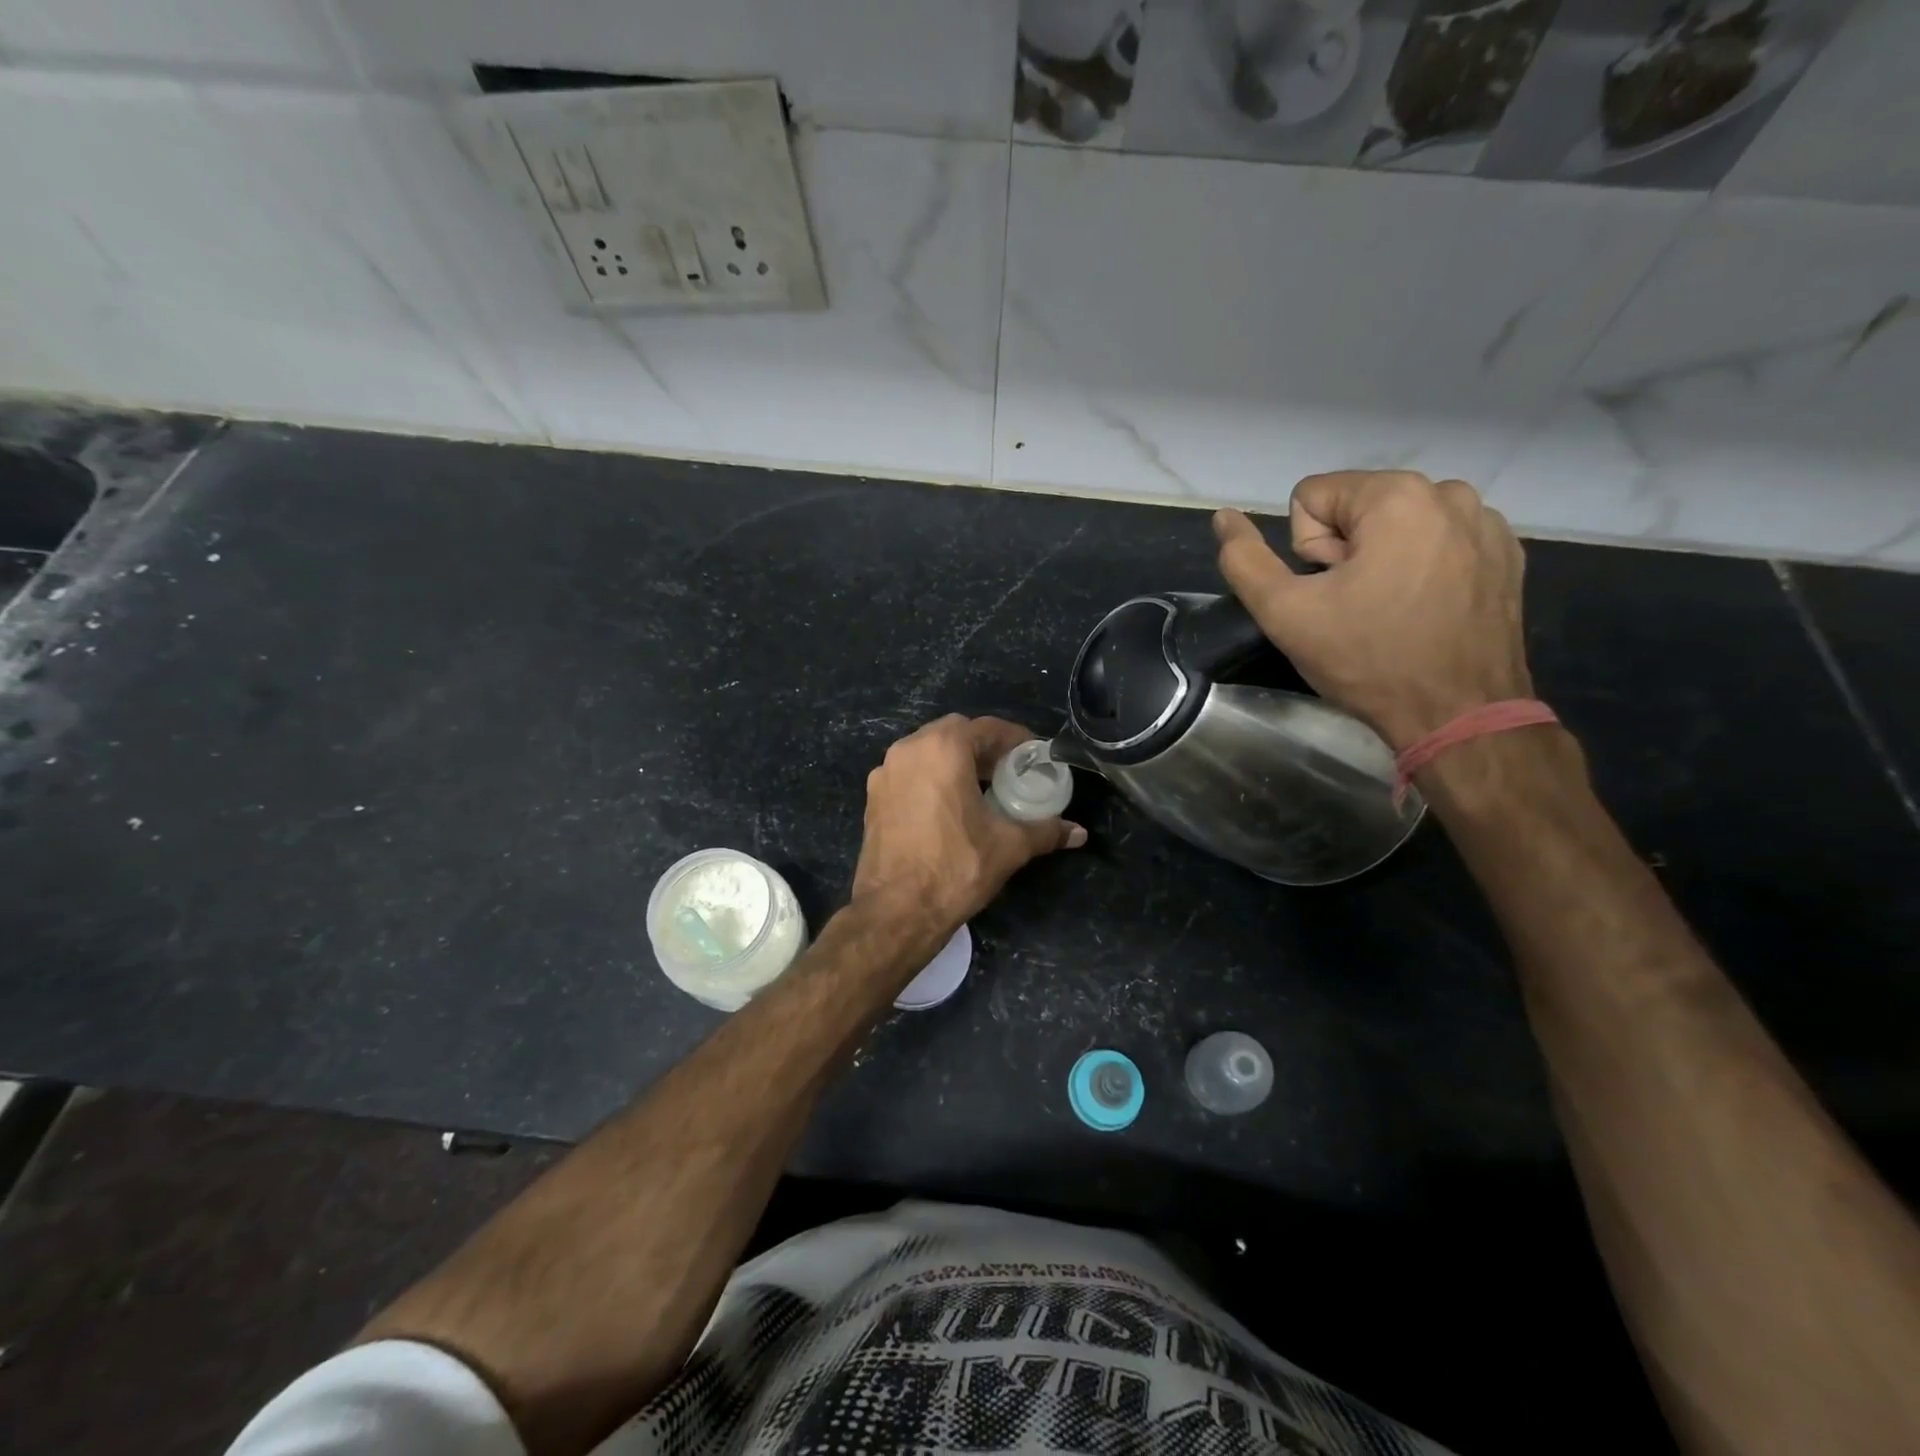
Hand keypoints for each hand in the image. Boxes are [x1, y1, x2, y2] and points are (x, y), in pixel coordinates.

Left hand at [851, 715, 1085, 952]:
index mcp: (942, 749)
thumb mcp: (1008, 846)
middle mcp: (908, 750)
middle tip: (1008, 770)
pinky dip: (931, 778)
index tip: (1034, 755)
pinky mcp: (873, 798)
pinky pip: (908, 773)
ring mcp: (885, 773)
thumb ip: (1045, 831)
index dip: (1015, 739)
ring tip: (981, 787)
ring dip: (955, 761)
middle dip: (983, 747)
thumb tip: (1079, 832)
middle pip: (953, 733)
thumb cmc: (955, 868)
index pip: (986, 728)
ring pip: (927, 752)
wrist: (896, 911)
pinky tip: (949, 806)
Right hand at [1213, 470, 1531, 747]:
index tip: (1329, 593)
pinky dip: (1423, 568)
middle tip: (1356, 608)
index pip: (1310, 498)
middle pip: (1356, 508)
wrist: (1458, 714)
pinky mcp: (1506, 554)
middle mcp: (1449, 493)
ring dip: (1383, 559)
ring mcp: (1485, 523)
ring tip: (1390, 610)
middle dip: (1345, 553)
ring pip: (1398, 525)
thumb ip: (1244, 560)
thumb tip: (1224, 517)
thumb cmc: (1367, 659)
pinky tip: (1424, 610)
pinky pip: (1438, 543)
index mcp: (1396, 496)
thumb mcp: (1285, 612)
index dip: (1304, 551)